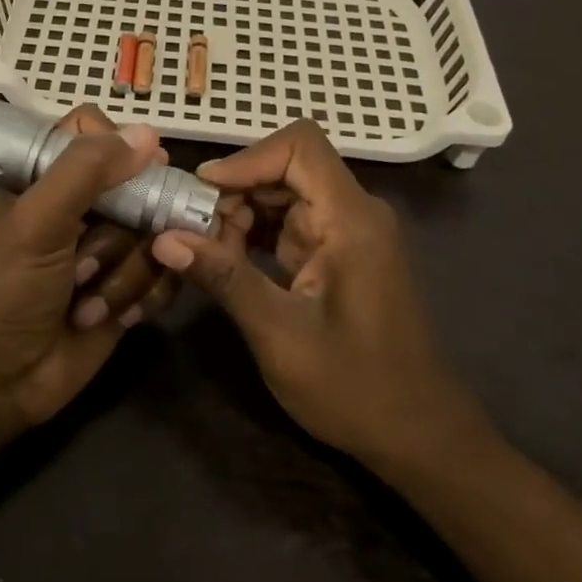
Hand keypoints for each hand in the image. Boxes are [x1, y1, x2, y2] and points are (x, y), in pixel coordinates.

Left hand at [0, 107, 176, 429]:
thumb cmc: (6, 291)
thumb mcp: (38, 221)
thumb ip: (87, 170)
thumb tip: (149, 134)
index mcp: (50, 176)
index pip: (98, 133)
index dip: (120, 150)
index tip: (129, 178)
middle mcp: (84, 205)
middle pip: (142, 186)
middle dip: (123, 234)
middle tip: (84, 267)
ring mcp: (110, 248)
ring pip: (158, 234)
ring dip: (126, 276)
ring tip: (86, 306)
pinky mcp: (130, 288)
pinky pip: (167, 274)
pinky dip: (144, 298)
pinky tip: (117, 319)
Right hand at [150, 120, 494, 471]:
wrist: (417, 434)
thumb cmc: (355, 388)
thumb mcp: (280, 335)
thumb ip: (225, 279)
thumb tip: (164, 238)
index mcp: (350, 220)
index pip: (299, 146)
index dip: (247, 158)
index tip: (202, 191)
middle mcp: (352, 213)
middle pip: (286, 167)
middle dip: (234, 190)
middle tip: (190, 228)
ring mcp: (346, 233)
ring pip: (282, 194)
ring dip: (239, 213)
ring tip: (202, 249)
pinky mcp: (336, 253)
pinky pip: (288, 223)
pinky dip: (253, 234)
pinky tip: (224, 261)